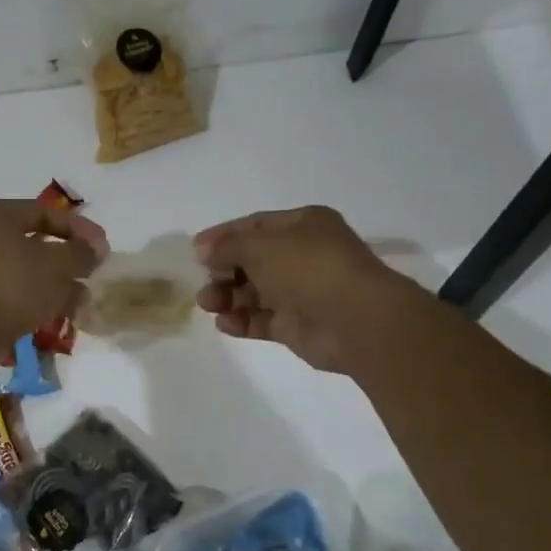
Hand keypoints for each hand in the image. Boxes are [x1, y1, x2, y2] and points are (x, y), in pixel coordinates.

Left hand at [0, 199, 108, 350]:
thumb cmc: (12, 286)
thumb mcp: (57, 264)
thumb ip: (81, 252)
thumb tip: (95, 249)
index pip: (46, 212)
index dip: (80, 229)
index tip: (104, 248)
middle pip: (36, 242)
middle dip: (69, 261)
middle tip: (92, 274)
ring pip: (28, 270)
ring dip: (57, 284)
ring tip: (82, 302)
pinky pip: (15, 291)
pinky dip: (38, 299)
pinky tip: (61, 315)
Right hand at [195, 206, 418, 372]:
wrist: (355, 320)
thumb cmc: (308, 268)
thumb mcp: (260, 246)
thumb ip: (227, 247)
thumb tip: (204, 251)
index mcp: (304, 225)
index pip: (256, 225)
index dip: (224, 236)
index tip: (195, 250)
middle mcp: (304, 255)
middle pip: (253, 260)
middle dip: (224, 269)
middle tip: (203, 280)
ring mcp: (302, 292)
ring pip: (255, 292)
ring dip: (228, 296)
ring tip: (207, 303)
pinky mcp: (298, 326)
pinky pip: (263, 320)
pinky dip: (242, 321)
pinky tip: (224, 323)